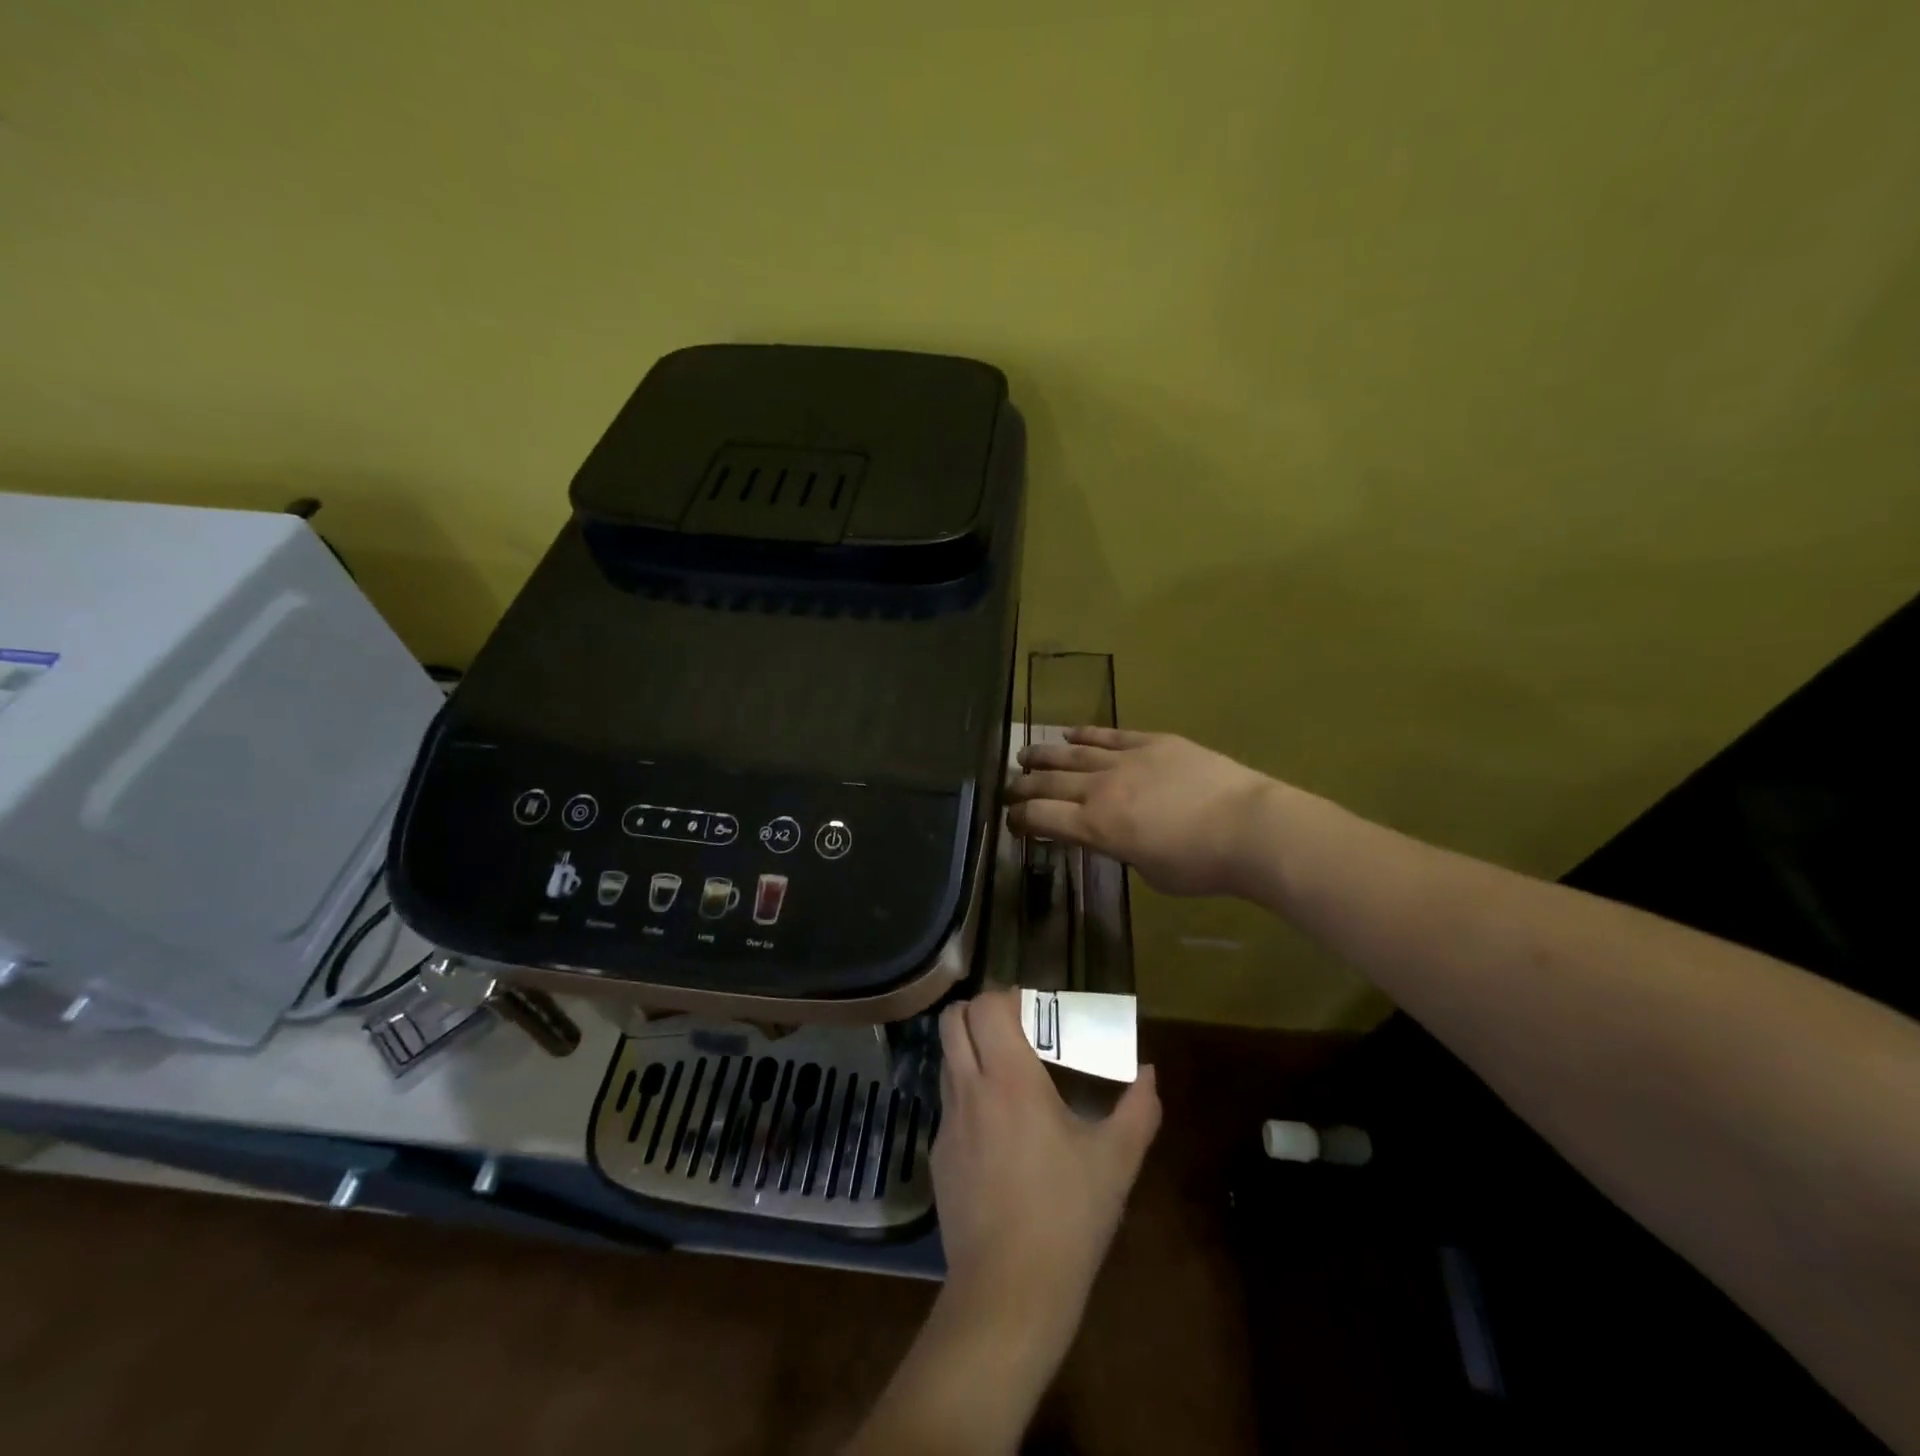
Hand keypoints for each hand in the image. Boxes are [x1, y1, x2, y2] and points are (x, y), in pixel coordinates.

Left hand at [933, 990, 1160, 1358]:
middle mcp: (970, 1089)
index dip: (1006, 998)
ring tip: (1008, 1075)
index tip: (1034, 1010)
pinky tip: (997, 1131)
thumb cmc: (1067, 1217)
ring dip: (970, 1051)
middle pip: (952, 1021)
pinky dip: (967, 1095)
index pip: (986, 1007)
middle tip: (1014, 1030)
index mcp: (1010, 1079)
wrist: (1008, 1293)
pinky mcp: (937, 1156)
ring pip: (946, 1060)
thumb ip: (1138, 1110)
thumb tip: (1150, 1074)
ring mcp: (947, 1123)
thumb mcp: (1116, 1162)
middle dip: (978, 1012)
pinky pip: (948, 1104)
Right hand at [1006, 727, 1276, 896]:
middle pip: (1049, 783)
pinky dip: (1085, 734)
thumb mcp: (1149, 872)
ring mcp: (1125, 760)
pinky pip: (1108, 736)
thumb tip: (1116, 836)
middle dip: (1022, 786)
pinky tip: (1069, 733)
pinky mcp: (1152, 742)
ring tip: (1024, 754)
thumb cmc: (1200, 864)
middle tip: (1007, 787)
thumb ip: (1121, 850)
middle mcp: (1100, 789)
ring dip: (1044, 755)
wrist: (1249, 827)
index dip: (1020, 819)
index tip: (1010, 821)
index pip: (1042, 817)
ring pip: (1072, 754)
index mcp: (1096, 826)